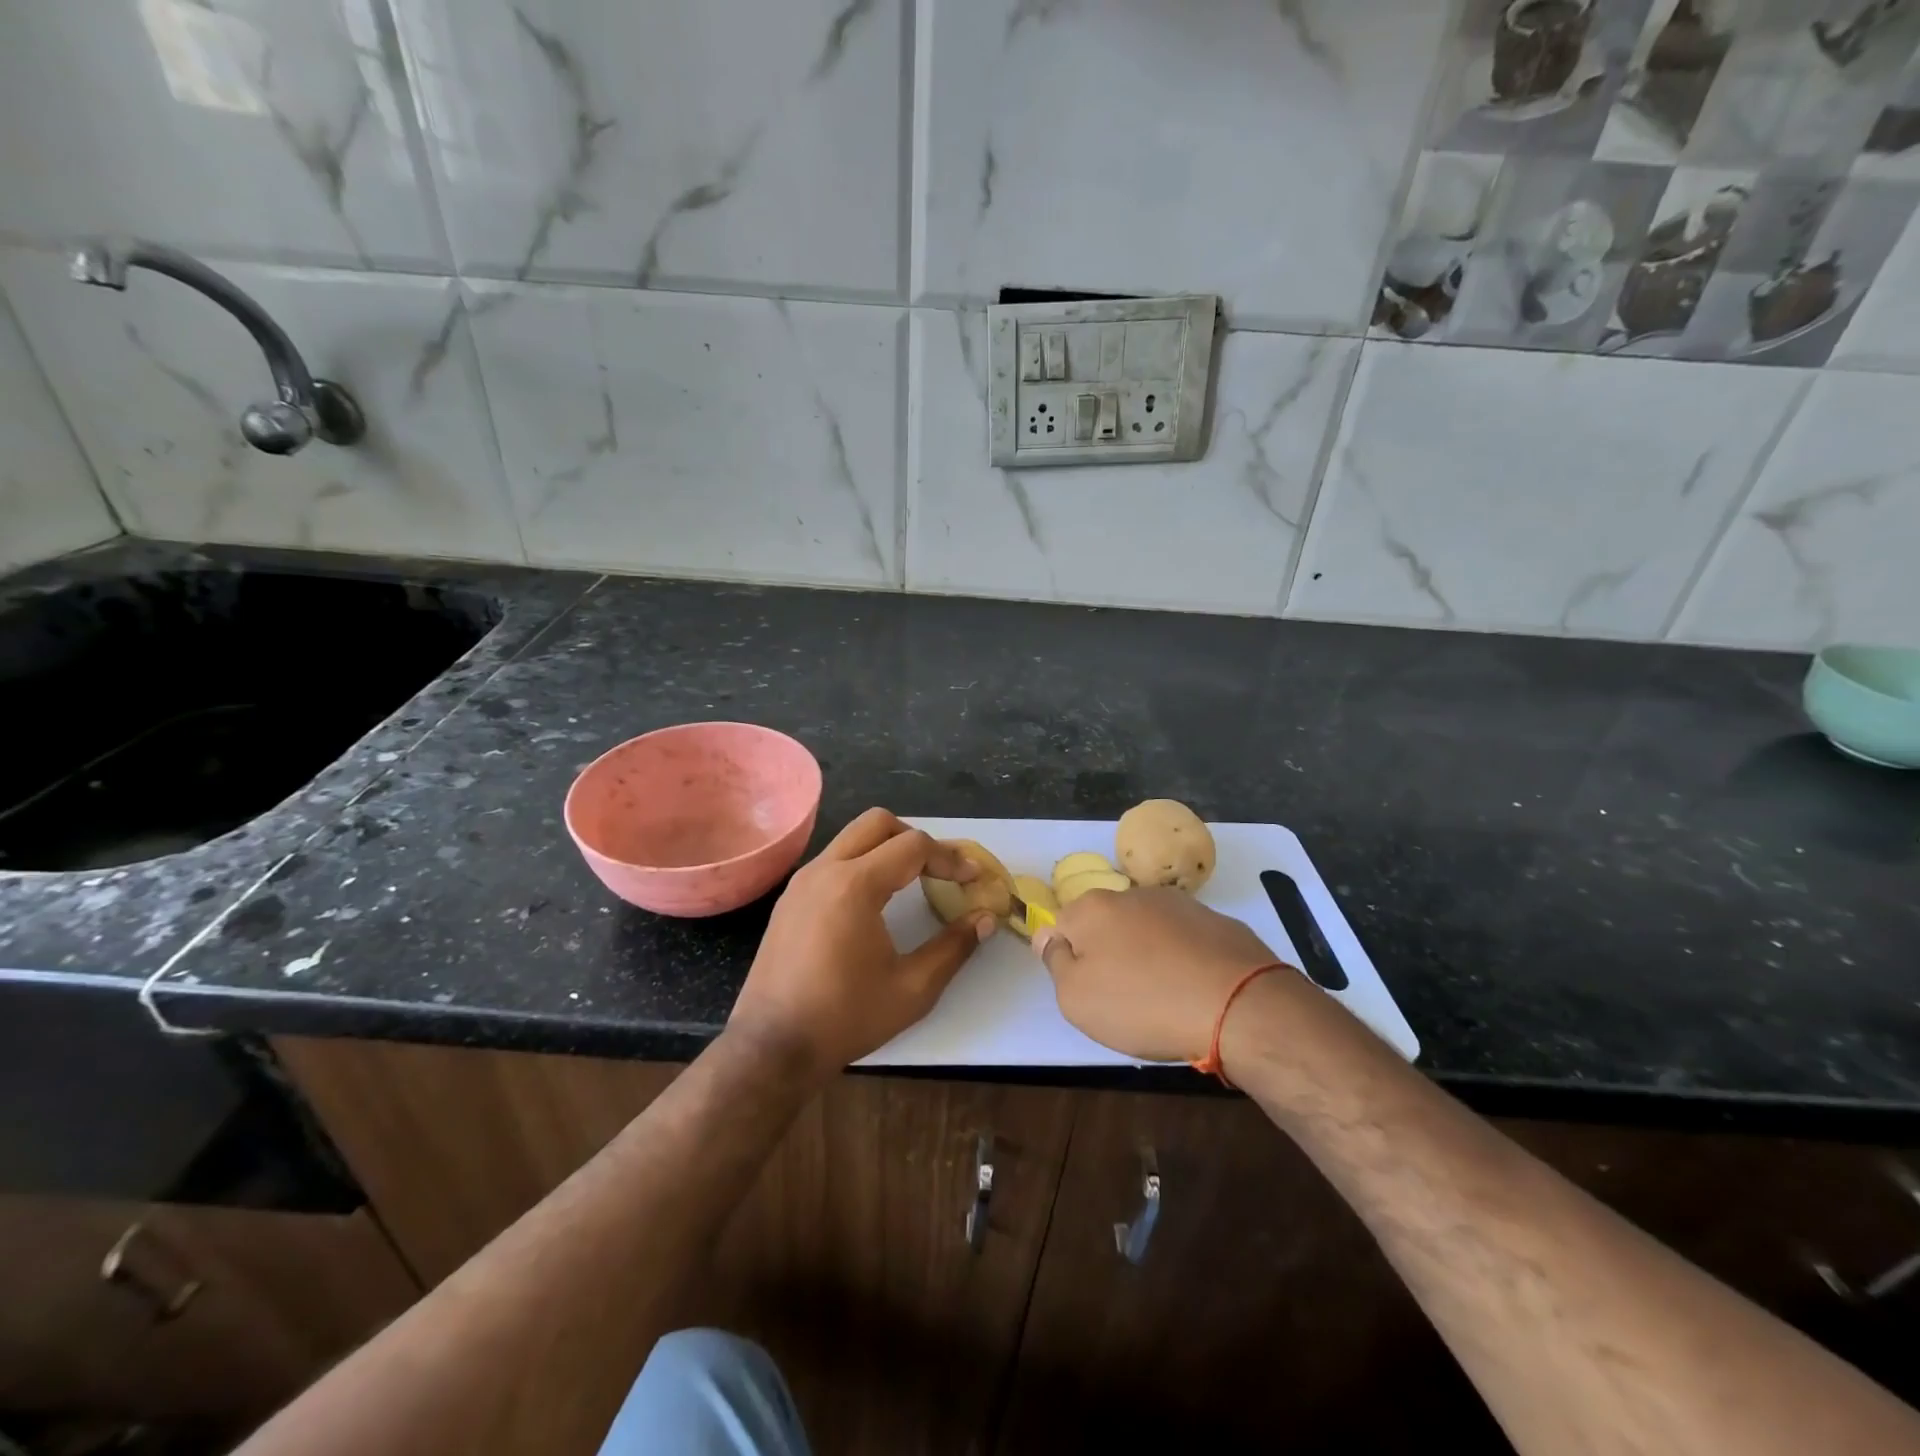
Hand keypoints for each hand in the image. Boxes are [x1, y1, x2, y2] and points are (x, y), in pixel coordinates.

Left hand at [728, 808, 995, 1083]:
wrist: (772, 1048)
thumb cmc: (845, 1018)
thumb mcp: (913, 988)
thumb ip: (954, 947)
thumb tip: (986, 918)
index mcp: (855, 885)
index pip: (913, 846)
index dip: (949, 858)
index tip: (972, 878)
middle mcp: (824, 870)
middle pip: (877, 822)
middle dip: (915, 838)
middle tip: (939, 870)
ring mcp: (801, 882)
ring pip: (851, 838)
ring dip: (886, 848)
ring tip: (911, 882)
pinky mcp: (789, 899)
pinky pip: (832, 860)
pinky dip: (861, 864)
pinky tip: (874, 902)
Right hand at [1033, 886, 1281, 1063]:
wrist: (1237, 1005)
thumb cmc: (1143, 1003)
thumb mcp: (1077, 998)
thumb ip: (1055, 962)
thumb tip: (1048, 936)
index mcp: (1092, 908)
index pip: (1061, 925)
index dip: (1068, 958)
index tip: (1085, 989)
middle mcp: (1132, 895)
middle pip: (1106, 924)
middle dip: (1108, 954)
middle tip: (1122, 997)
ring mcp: (1178, 905)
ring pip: (1146, 930)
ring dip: (1146, 955)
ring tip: (1162, 996)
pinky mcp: (1216, 922)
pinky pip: (1184, 941)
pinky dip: (1182, 960)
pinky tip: (1193, 990)